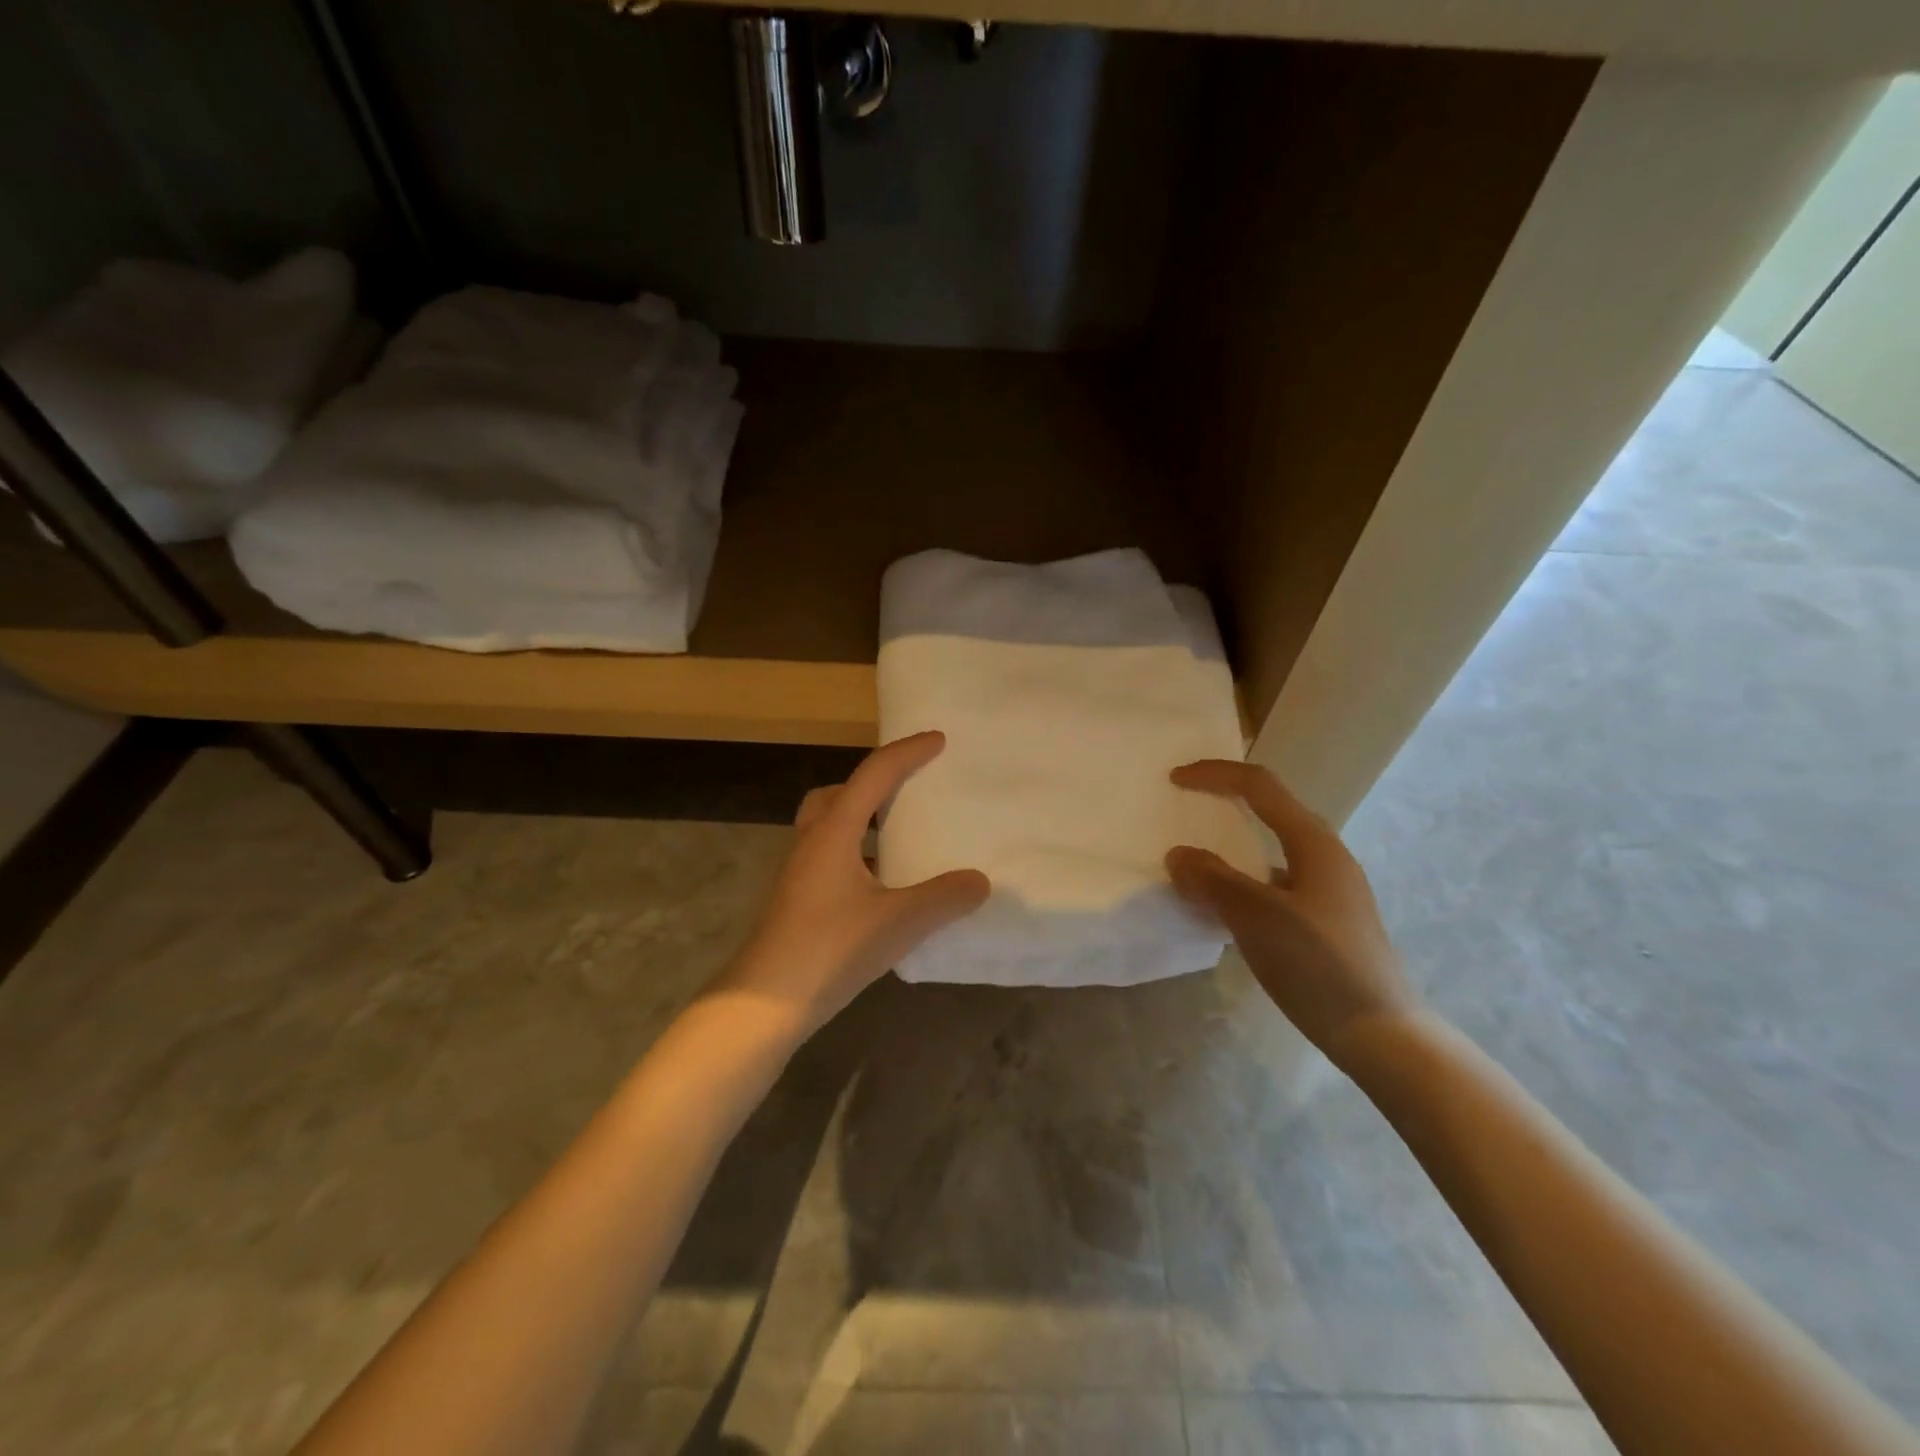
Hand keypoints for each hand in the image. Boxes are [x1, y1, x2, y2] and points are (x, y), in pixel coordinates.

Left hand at [713, 732, 989, 1037]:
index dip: (907, 752)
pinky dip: (859, 856)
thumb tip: (980, 881)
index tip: (938, 740)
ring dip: (863, 822)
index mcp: (834, 832)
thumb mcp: (898, 923)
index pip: (874, 775)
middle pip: (839, 794)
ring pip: (831, 828)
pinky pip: (832, 858)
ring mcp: (801, 873)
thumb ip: (943, 898)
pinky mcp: (799, 901)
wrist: (765, 1003)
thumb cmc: (831, 949)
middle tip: (907, 791)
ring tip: (900, 838)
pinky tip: (883, 888)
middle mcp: (813, 843)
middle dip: (873, 784)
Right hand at [1166, 759, 1418, 1069]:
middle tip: (1185, 808)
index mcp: (1314, 843)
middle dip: (1225, 802)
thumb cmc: (1319, 966)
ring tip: (1195, 864)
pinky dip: (1242, 883)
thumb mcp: (1257, 917)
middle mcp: (1325, 857)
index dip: (1215, 775)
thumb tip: (1178, 855)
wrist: (1381, 1035)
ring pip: (1270, 851)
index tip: (1174, 779)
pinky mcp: (1325, 921)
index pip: (1259, 786)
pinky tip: (1223, 911)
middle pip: (1269, 811)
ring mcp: (1328, 890)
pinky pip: (1273, 884)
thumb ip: (1213, 879)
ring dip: (1231, 848)